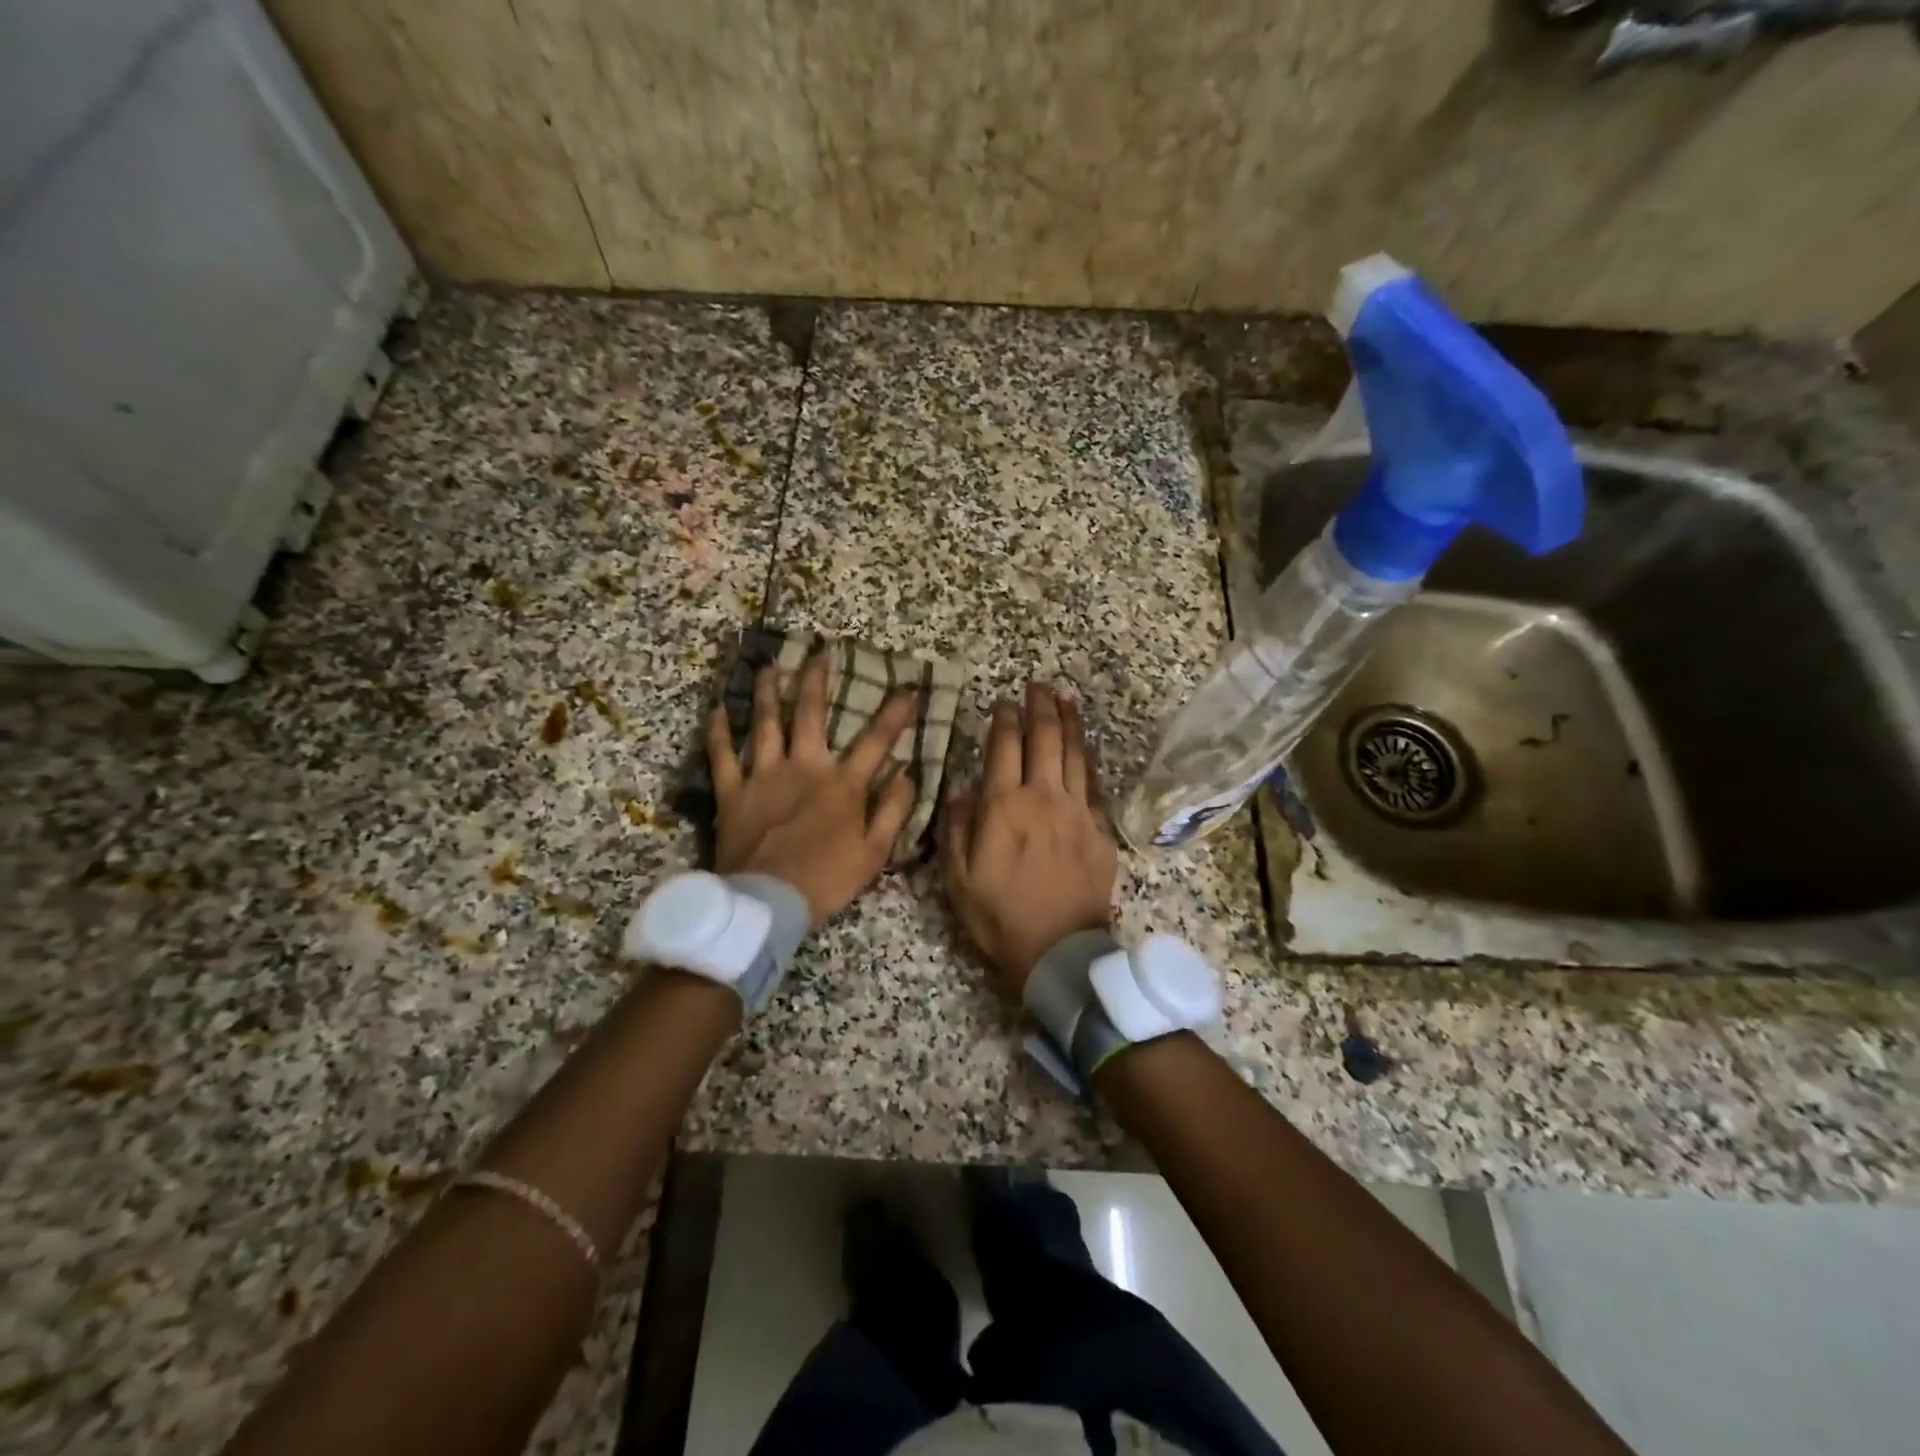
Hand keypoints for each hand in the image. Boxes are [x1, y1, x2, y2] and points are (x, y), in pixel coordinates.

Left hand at [709, 652, 919, 927]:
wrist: (767, 904)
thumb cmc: (826, 880)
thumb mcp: (874, 853)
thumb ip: (893, 810)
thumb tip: (908, 772)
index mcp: (841, 785)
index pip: (876, 740)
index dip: (895, 713)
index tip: (909, 687)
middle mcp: (803, 768)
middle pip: (810, 714)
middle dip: (816, 680)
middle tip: (819, 651)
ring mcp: (764, 776)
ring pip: (764, 723)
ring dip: (767, 691)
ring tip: (768, 664)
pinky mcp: (732, 792)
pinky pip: (722, 755)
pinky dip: (718, 731)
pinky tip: (717, 708)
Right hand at [942, 682, 1118, 1002]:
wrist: (1059, 949)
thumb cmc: (1000, 916)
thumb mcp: (958, 878)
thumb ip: (957, 827)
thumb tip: (961, 788)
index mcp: (1004, 807)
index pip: (1004, 747)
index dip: (1005, 719)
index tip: (1004, 702)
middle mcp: (1042, 797)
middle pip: (1044, 739)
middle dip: (1039, 707)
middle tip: (1037, 686)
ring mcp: (1076, 810)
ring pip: (1073, 753)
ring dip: (1068, 722)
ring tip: (1064, 699)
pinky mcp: (1100, 828)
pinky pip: (1093, 782)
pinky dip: (1087, 758)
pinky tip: (1084, 744)